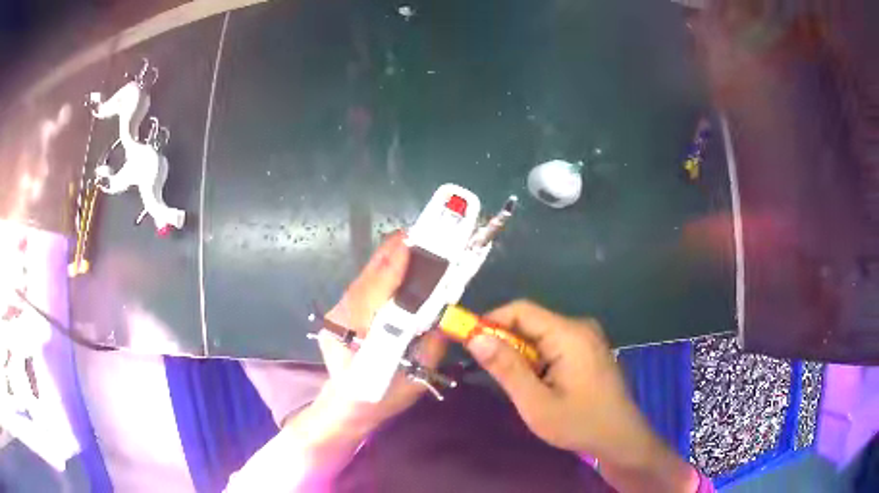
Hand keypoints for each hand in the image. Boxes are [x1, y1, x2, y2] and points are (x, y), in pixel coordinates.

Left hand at [231, 233, 445, 491]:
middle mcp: (340, 318)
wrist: (346, 404)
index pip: (374, 294)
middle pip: (368, 278)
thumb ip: (431, 348)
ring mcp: (336, 312)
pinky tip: (399, 261)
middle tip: (422, 233)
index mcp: (355, 339)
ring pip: (364, 278)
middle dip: (394, 253)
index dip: (393, 266)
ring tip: (415, 242)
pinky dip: (382, 270)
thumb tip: (446, 314)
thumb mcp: (414, 381)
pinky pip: (363, 285)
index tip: (412, 243)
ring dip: (389, 258)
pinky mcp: (339, 310)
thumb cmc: (380, 397)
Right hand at [466, 300, 697, 491]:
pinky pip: (552, 344)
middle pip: (530, 321)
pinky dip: (535, 359)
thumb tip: (475, 336)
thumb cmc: (579, 423)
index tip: (468, 342)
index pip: (521, 310)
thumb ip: (506, 368)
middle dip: (504, 342)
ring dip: (520, 354)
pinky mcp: (587, 349)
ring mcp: (586, 337)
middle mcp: (579, 326)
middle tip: (489, 373)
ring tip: (515, 384)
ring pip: (539, 334)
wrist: (620, 438)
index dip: (490, 321)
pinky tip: (536, 384)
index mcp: (569, 334)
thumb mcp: (536, 402)